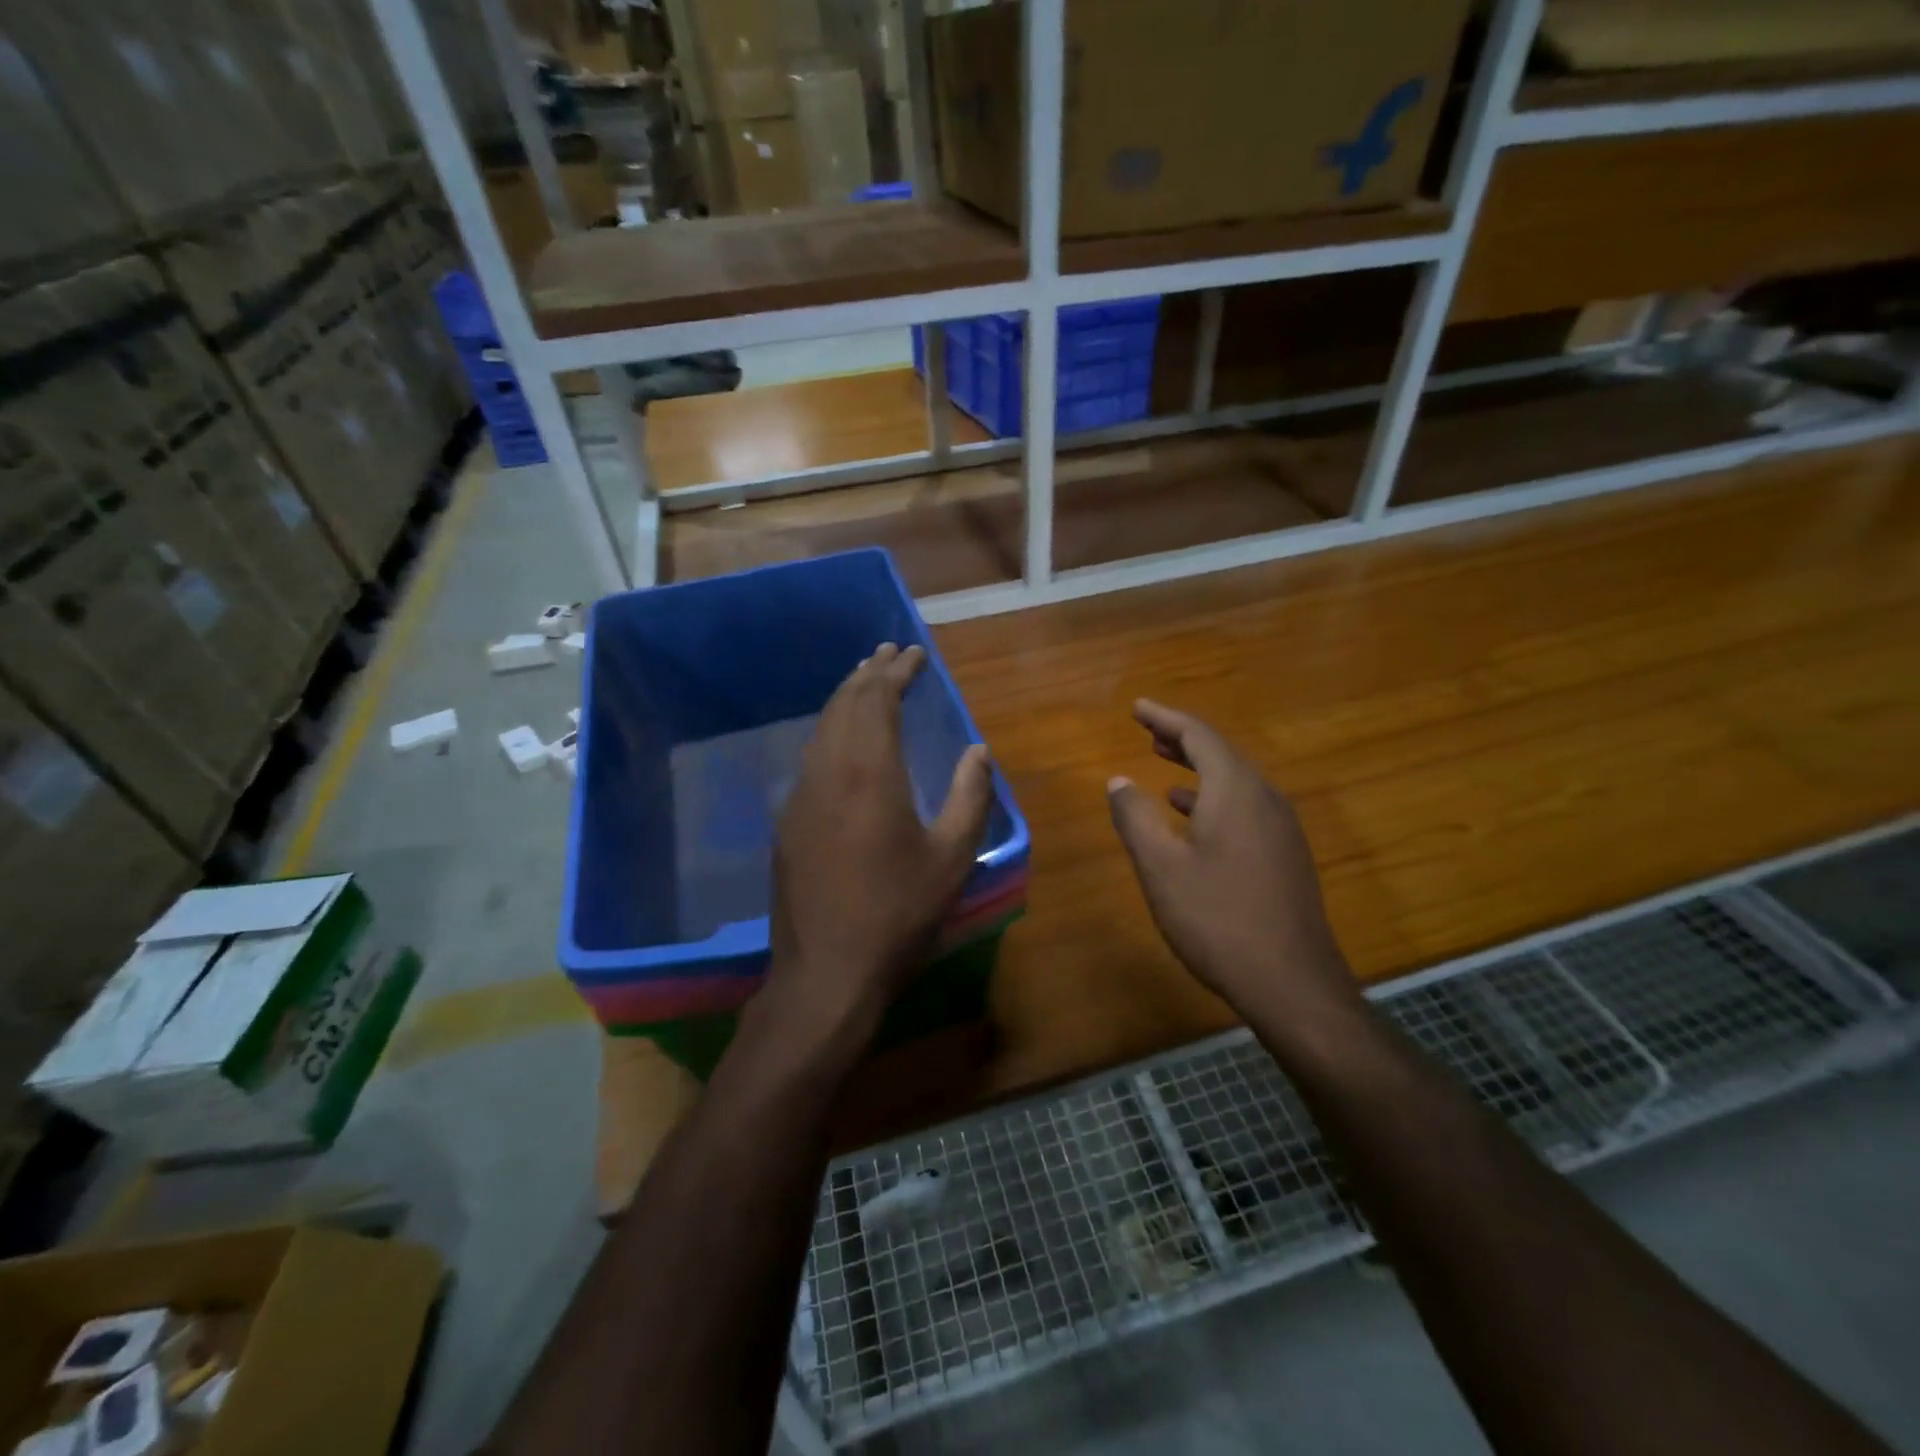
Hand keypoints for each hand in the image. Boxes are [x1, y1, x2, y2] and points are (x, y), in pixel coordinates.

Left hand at [761, 643, 992, 1055]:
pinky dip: (831, 731)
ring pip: (822, 728)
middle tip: (889, 653)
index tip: (914, 654)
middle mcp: (827, 772)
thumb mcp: (951, 858)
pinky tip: (844, 741)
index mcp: (869, 772)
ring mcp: (800, 796)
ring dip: (846, 699)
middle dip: (868, 673)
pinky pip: (811, 756)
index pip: (877, 700)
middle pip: (844, 704)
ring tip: (866, 682)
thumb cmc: (897, 914)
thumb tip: (978, 751)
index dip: (896, 672)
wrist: (826, 973)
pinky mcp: (788, 822)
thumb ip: (970, 797)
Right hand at [1107, 700, 1358, 1024]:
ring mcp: (1282, 828)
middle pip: (1222, 753)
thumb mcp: (1161, 867)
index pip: (1199, 735)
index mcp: (1236, 791)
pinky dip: (1214, 797)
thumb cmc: (1217, 919)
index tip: (1137, 707)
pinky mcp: (1286, 855)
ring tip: (1165, 765)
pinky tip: (1193, 817)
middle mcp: (1265, 798)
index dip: (1165, 717)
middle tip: (1148, 731)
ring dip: (1198, 768)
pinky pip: (1246, 806)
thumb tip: (1119, 781)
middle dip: (1182, 739)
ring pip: (1236, 781)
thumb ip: (1135, 818)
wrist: (1292, 983)